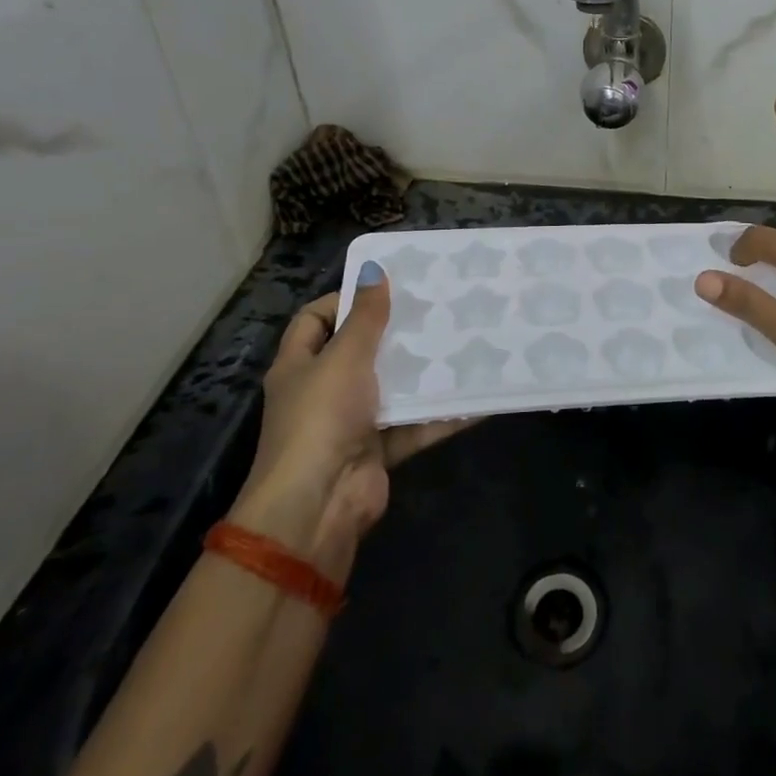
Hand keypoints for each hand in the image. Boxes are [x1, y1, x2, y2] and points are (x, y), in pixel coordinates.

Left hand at [229, 265, 469, 574]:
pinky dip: (440, 414)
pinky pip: (414, 424)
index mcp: (299, 365)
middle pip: (359, 351)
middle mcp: (322, 390)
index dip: (345, 299)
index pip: (316, 319)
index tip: (387, 287)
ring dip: (422, 371)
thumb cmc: (321, 418)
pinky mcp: (378, 449)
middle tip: (434, 309)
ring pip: (391, 387)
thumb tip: (374, 270)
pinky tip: (475, 396)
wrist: (318, 506)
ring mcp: (351, 422)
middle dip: (394, 333)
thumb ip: (365, 317)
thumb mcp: (343, 358)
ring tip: (460, 341)